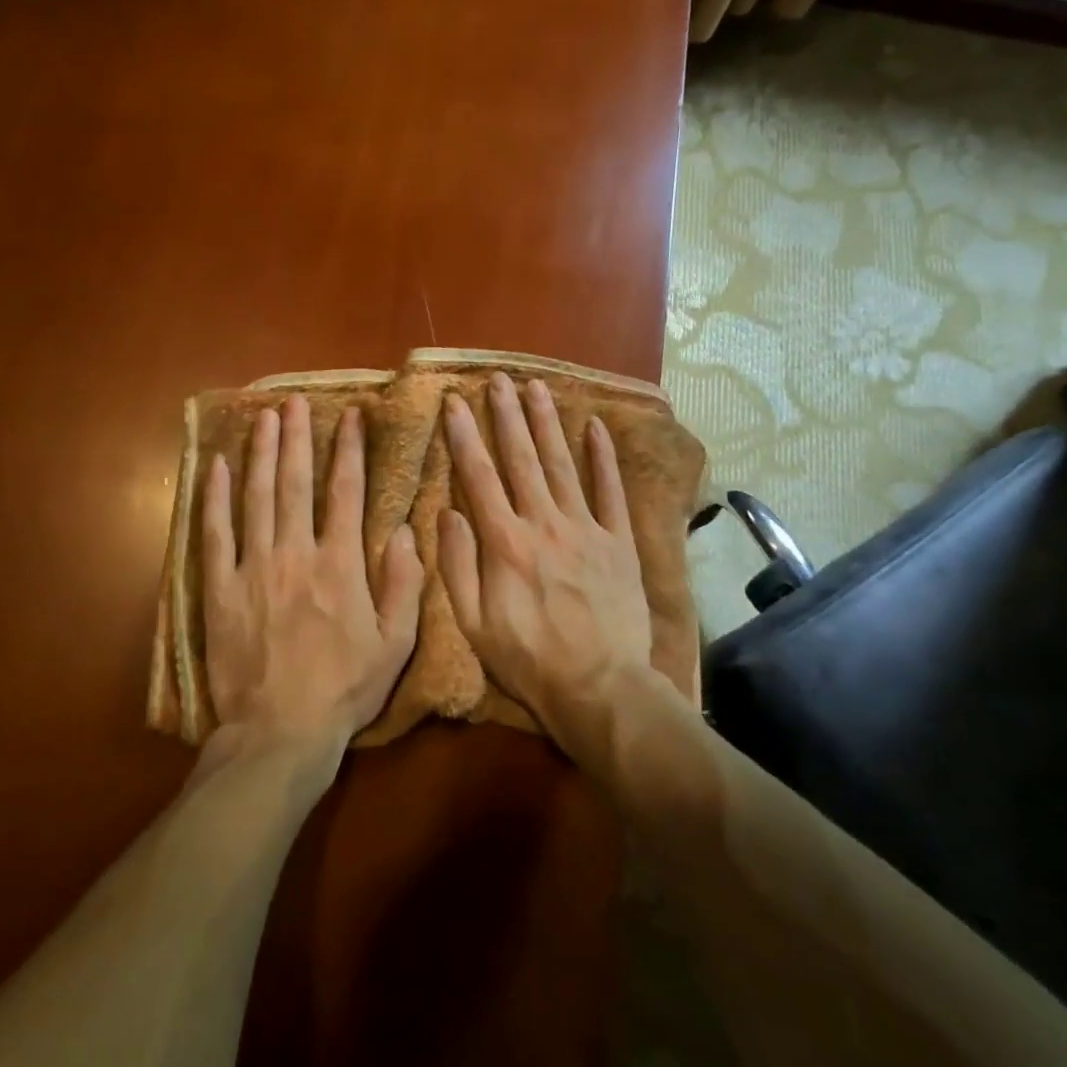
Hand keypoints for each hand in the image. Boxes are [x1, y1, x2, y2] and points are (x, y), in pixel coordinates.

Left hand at [202, 394, 424, 754]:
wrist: (280, 732)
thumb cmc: (343, 690)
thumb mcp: (395, 644)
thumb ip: (405, 584)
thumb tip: (409, 530)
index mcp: (340, 564)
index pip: (347, 493)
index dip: (349, 450)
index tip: (349, 416)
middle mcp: (295, 553)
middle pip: (296, 483)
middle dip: (298, 438)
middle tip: (295, 402)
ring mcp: (253, 568)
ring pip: (257, 498)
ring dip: (261, 454)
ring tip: (264, 418)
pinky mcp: (221, 588)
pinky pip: (216, 533)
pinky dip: (215, 498)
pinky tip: (218, 468)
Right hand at [438, 374, 654, 744]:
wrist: (600, 688)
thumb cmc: (528, 660)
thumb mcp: (474, 624)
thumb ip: (457, 565)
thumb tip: (447, 512)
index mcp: (505, 542)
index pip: (479, 476)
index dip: (464, 435)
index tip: (454, 401)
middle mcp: (544, 523)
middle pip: (521, 458)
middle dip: (506, 415)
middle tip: (497, 379)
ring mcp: (586, 529)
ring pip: (562, 464)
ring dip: (547, 423)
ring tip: (536, 386)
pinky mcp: (619, 542)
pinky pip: (610, 491)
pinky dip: (603, 457)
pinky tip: (594, 426)